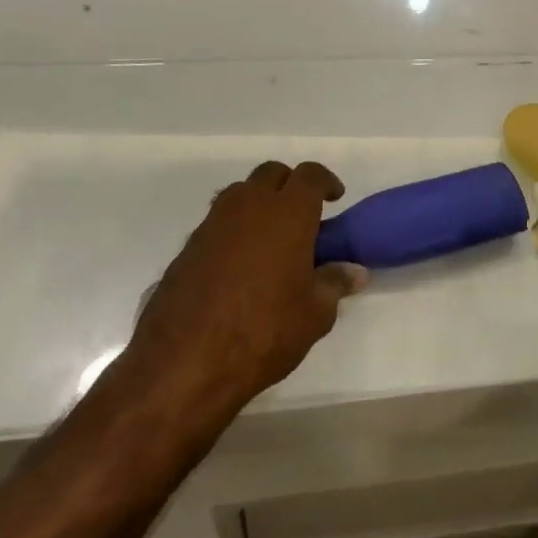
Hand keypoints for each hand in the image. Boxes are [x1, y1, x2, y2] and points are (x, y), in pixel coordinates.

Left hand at [121, 161, 367, 437]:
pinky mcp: (186, 248)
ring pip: (240, 194)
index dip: (326, 182)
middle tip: (302, 215)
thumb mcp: (314, 315)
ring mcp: (213, 224)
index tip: (334, 198)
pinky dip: (233, 231)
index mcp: (287, 213)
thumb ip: (334, 284)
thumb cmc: (263, 332)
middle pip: (272, 174)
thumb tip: (354, 271)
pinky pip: (217, 223)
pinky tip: (238, 266)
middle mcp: (249, 206)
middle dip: (290, 185)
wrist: (183, 364)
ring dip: (258, 204)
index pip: (310, 175)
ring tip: (269, 238)